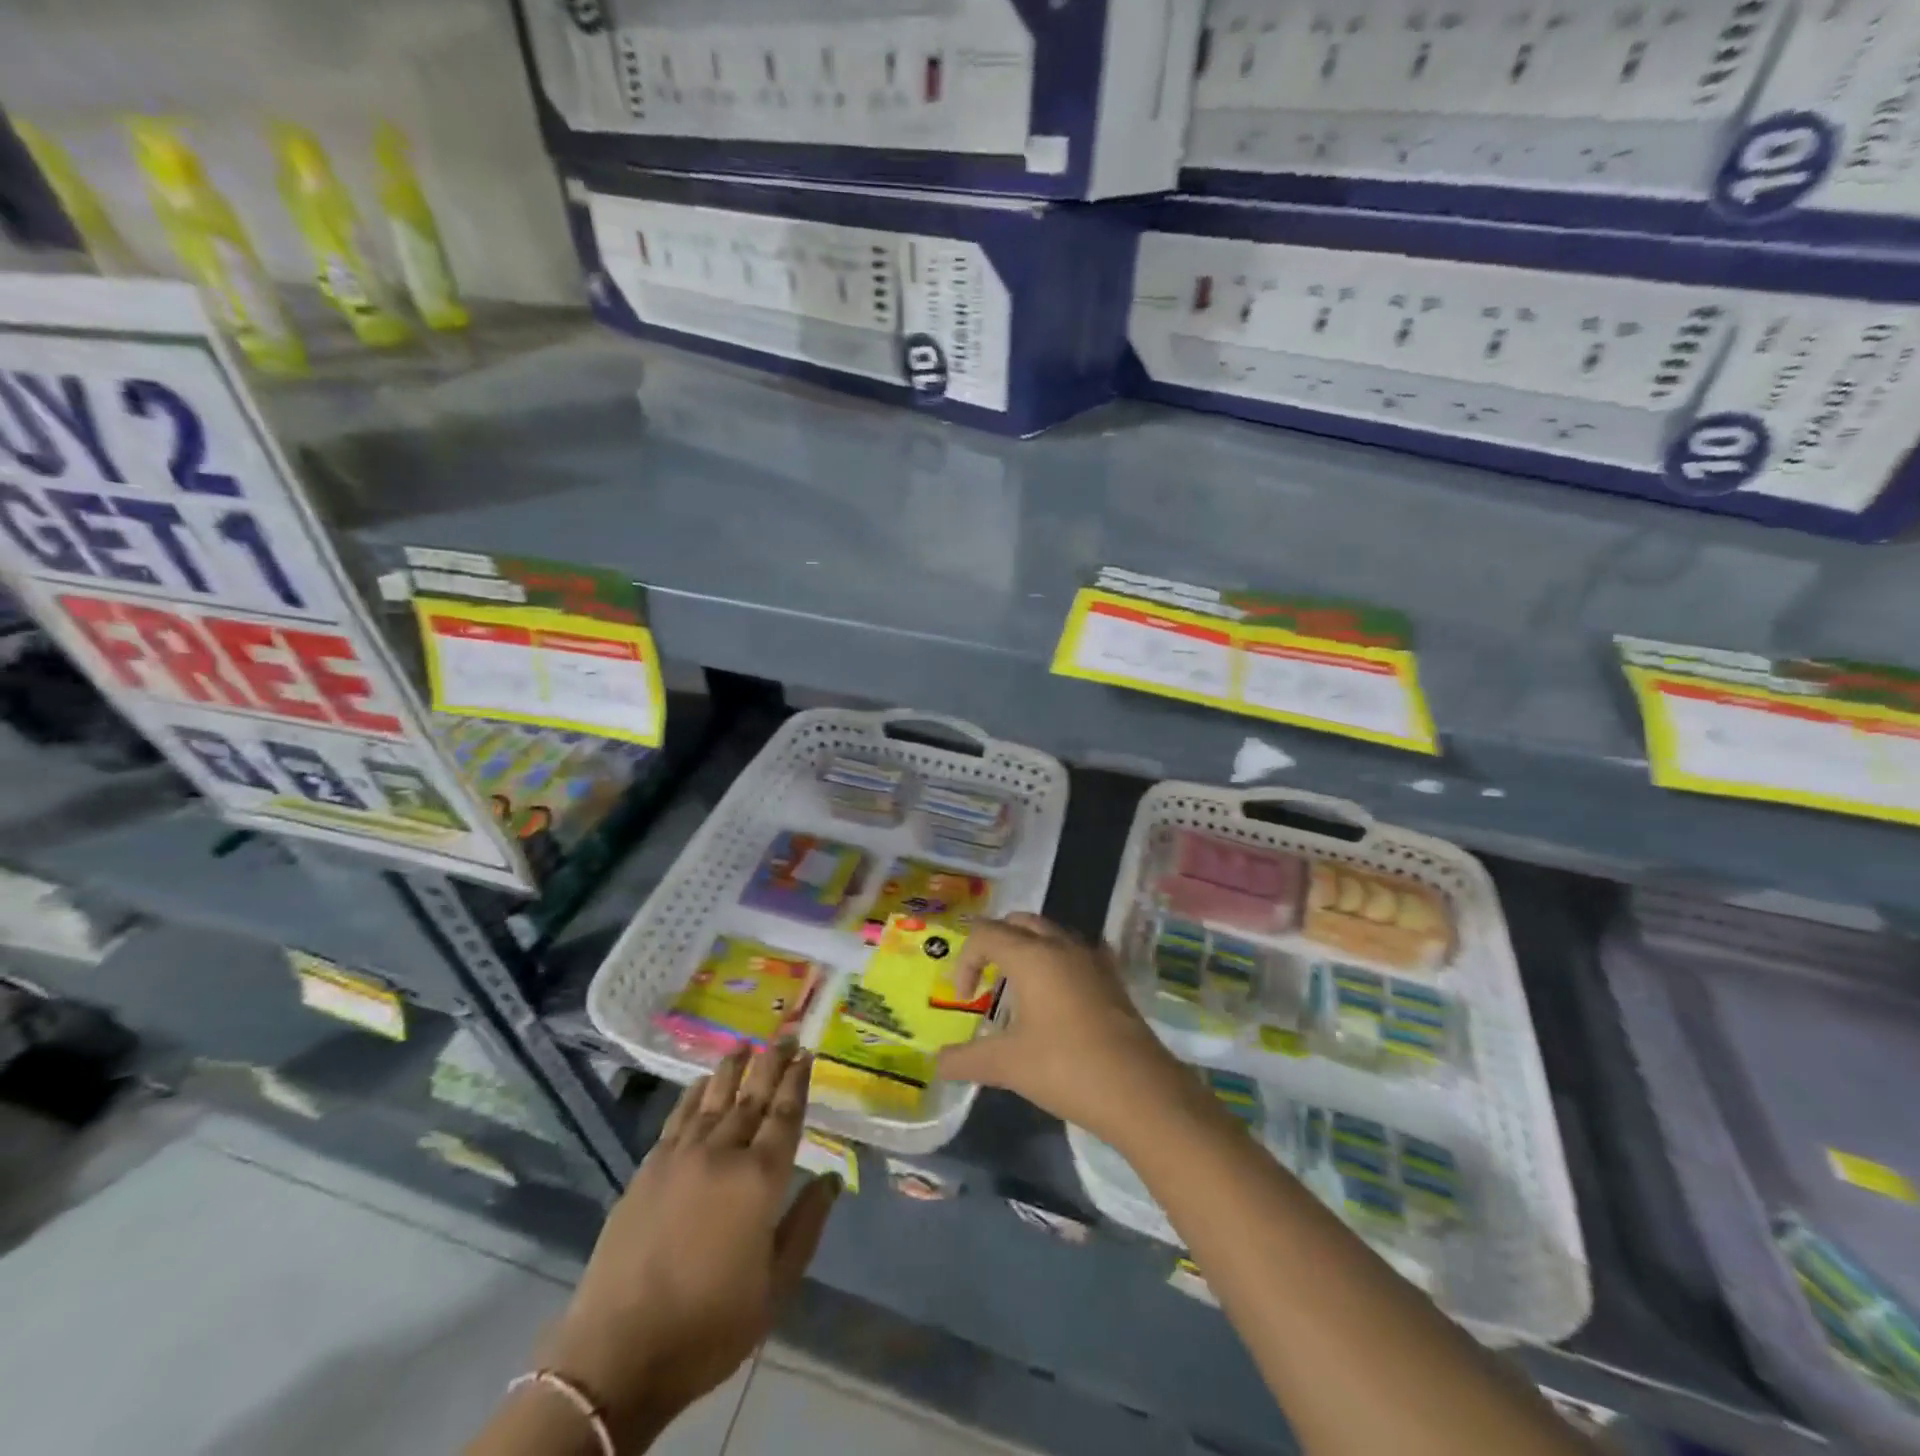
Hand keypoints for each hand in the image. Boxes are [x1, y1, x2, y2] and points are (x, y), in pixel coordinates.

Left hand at [538, 1044, 839, 1447]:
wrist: (617, 1354)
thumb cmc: (709, 1326)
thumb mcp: (776, 1287)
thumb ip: (806, 1226)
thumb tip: (832, 1180)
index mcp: (760, 1180)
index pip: (785, 1116)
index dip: (797, 1082)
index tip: (806, 1054)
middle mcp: (723, 1154)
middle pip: (752, 1096)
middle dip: (771, 1063)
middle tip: (786, 1035)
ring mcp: (681, 1157)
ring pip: (714, 1098)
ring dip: (732, 1069)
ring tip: (746, 1044)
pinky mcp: (648, 1169)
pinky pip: (678, 1118)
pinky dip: (693, 1095)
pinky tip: (700, 1083)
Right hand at [936, 913, 1190, 1147]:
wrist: (1139, 1091)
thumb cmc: (1066, 1068)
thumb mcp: (1008, 1065)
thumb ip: (966, 1060)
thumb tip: (938, 1064)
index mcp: (1031, 956)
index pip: (985, 934)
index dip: (965, 961)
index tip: (965, 999)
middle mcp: (1061, 946)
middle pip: (1019, 922)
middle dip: (995, 943)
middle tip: (986, 978)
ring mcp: (1092, 959)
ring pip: (1051, 933)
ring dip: (1027, 949)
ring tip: (1019, 987)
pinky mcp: (1113, 978)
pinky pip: (1078, 952)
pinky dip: (1058, 961)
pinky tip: (1059, 992)